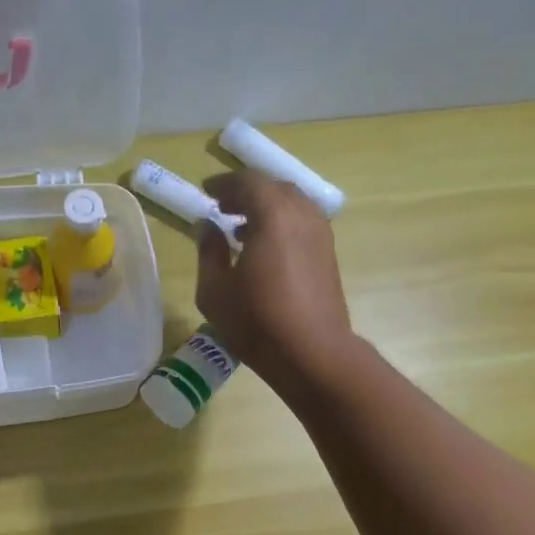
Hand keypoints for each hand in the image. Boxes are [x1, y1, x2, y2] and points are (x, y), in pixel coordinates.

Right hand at [196, 170, 354, 394]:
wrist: (312, 353)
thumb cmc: (256, 322)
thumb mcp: (215, 290)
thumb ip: (208, 250)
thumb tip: (207, 226)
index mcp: (272, 215)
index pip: (247, 182)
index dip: (223, 184)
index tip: (206, 192)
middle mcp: (301, 214)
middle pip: (273, 188)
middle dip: (246, 192)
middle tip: (222, 207)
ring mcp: (320, 234)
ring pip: (292, 204)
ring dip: (266, 208)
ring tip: (241, 229)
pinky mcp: (328, 254)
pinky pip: (302, 222)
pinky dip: (282, 223)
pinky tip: (265, 249)